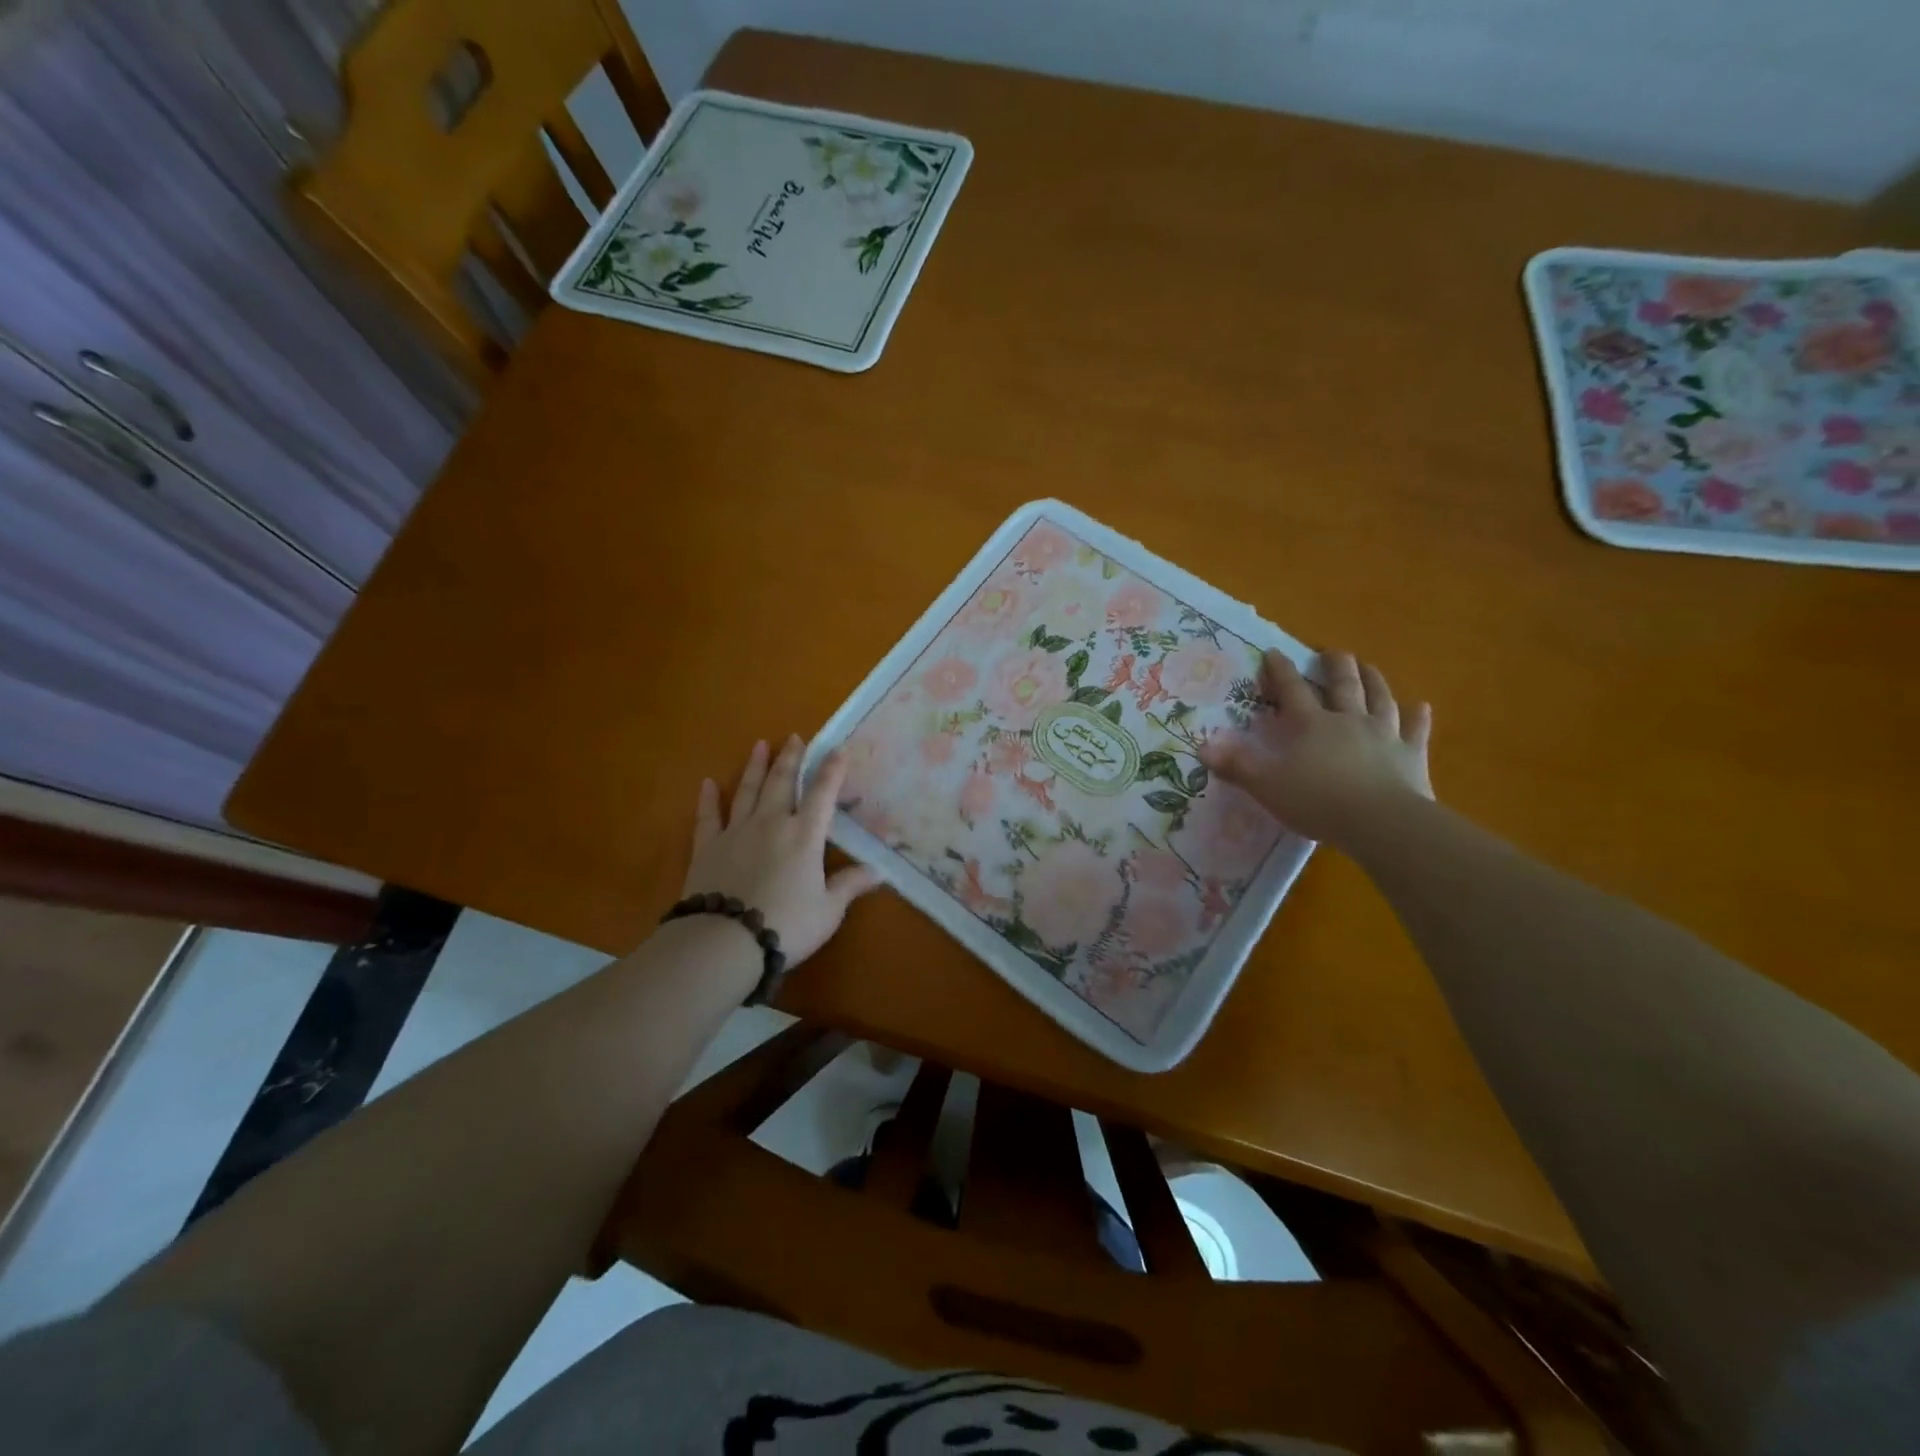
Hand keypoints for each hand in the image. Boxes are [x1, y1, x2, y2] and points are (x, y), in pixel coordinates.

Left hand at [684, 735, 880, 967]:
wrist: (725, 941)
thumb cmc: (786, 925)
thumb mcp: (828, 910)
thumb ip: (849, 885)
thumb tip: (879, 871)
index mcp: (804, 835)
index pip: (823, 794)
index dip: (832, 770)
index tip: (838, 749)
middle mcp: (771, 823)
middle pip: (782, 782)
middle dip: (791, 758)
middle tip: (795, 737)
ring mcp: (736, 832)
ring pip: (747, 791)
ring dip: (755, 767)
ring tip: (760, 745)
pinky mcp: (707, 848)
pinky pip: (708, 817)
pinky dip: (708, 799)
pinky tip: (707, 783)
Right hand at [1199, 650, 1432, 847]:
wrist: (1381, 822)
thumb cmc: (1318, 801)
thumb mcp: (1267, 786)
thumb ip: (1236, 766)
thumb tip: (1202, 748)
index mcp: (1311, 725)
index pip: (1292, 690)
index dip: (1281, 671)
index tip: (1274, 652)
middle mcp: (1348, 721)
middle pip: (1343, 686)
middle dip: (1335, 666)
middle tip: (1332, 652)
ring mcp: (1384, 735)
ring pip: (1380, 699)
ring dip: (1374, 681)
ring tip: (1369, 667)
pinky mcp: (1412, 756)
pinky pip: (1416, 731)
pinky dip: (1418, 717)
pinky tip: (1421, 706)